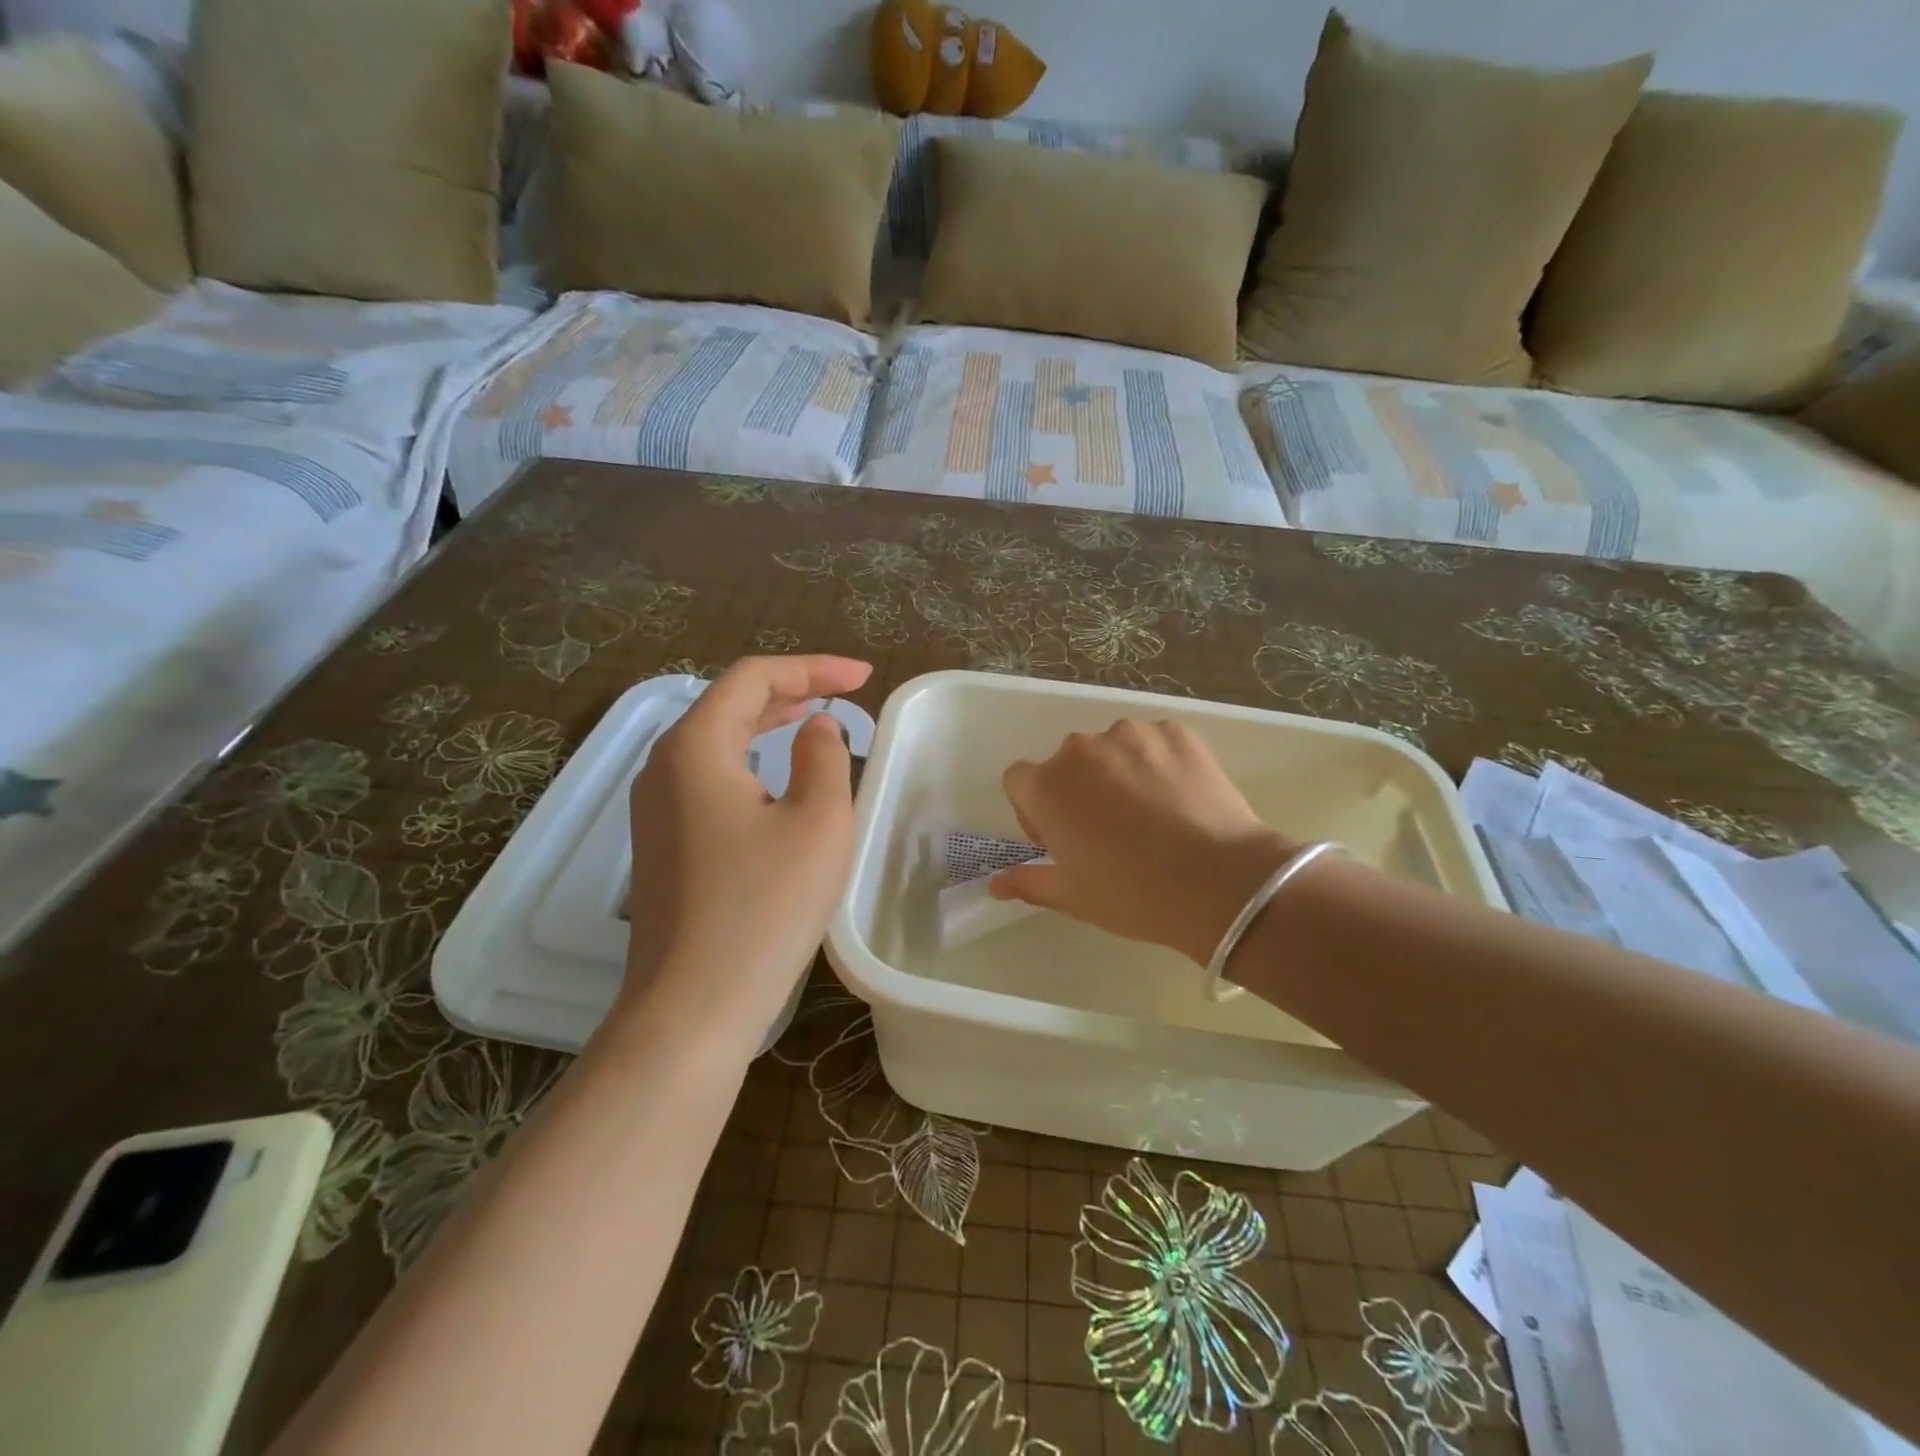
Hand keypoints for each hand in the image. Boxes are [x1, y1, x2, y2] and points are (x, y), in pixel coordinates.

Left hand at [619, 655, 872, 1055]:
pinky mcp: (663, 844)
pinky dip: (750, 761)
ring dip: (768, 724)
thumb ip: (824, 757)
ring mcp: (655, 809)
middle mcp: (663, 767)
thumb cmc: (764, 909)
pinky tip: (777, 778)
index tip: (863, 677)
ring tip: (814, 720)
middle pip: (729, 704)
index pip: (753, 678)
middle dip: (790, 690)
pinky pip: (709, 778)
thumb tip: (816, 729)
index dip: (812, 667)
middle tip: (844, 692)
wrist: (692, 1007)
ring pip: (716, 741)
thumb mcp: (818, 823)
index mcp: (695, 748)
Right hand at [991, 719, 1295, 964]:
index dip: (1034, 809)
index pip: (1019, 779)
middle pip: (1066, 762)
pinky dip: (1157, 763)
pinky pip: (1153, 742)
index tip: (1060, 838)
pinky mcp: (1175, 731)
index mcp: (1047, 786)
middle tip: (1108, 831)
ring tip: (1150, 813)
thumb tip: (994, 885)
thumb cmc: (1133, 894)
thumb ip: (1028, 882)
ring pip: (1111, 749)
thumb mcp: (1073, 896)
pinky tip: (1179, 798)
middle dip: (1078, 789)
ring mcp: (1131, 734)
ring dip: (1117, 773)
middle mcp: (1081, 749)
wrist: (1220, 882)